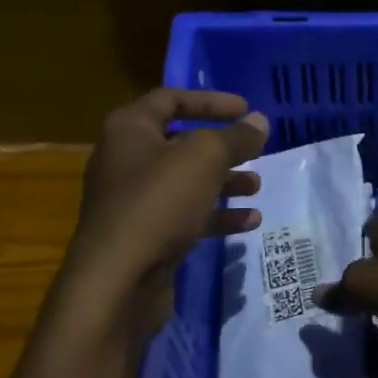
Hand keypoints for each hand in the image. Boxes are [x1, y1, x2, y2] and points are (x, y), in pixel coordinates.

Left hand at [61, 89, 269, 337]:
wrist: (118, 278)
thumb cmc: (158, 202)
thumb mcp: (204, 159)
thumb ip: (235, 138)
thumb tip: (259, 121)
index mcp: (130, 129)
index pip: (171, 99)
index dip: (211, 101)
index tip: (246, 109)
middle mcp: (127, 160)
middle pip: (181, 144)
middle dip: (222, 149)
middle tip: (256, 153)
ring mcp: (134, 201)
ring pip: (187, 183)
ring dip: (224, 183)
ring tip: (256, 188)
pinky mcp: (146, 235)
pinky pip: (186, 217)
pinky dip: (216, 217)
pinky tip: (248, 223)